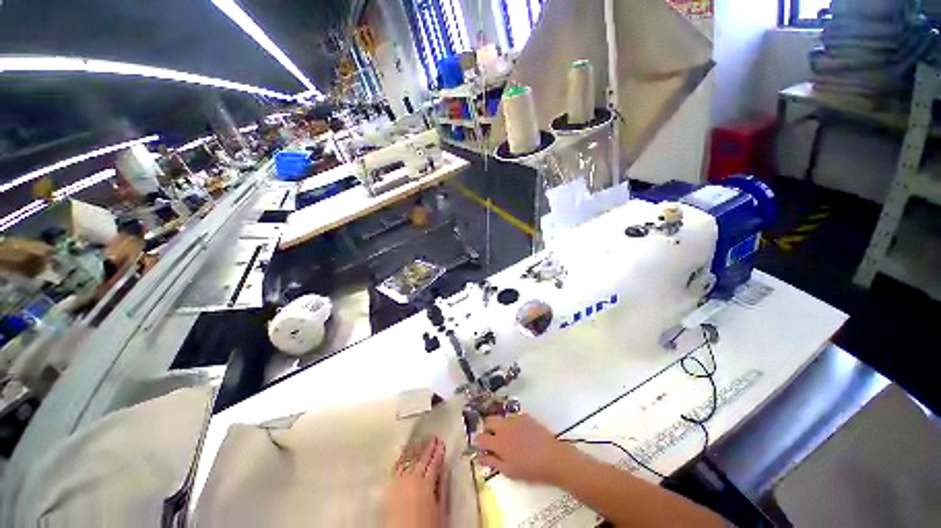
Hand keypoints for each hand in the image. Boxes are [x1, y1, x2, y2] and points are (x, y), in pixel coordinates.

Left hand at [385, 436, 446, 527]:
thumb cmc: (425, 526)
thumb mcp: (439, 509)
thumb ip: (442, 488)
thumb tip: (444, 471)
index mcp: (426, 484)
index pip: (434, 463)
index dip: (438, 453)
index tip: (441, 442)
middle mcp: (412, 479)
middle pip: (421, 460)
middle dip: (427, 448)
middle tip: (432, 436)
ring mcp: (399, 482)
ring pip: (408, 460)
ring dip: (415, 449)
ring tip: (419, 440)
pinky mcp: (388, 487)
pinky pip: (396, 468)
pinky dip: (401, 458)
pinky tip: (403, 453)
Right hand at [475, 414, 583, 485]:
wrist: (553, 458)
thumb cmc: (530, 469)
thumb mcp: (509, 471)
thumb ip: (492, 462)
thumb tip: (478, 456)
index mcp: (498, 442)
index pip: (480, 437)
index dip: (478, 442)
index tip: (481, 448)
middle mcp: (503, 426)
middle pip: (488, 421)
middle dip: (487, 429)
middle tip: (493, 441)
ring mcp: (514, 418)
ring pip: (500, 418)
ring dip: (499, 426)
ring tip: (508, 438)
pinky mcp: (525, 416)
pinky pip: (513, 417)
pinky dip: (512, 424)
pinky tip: (520, 434)